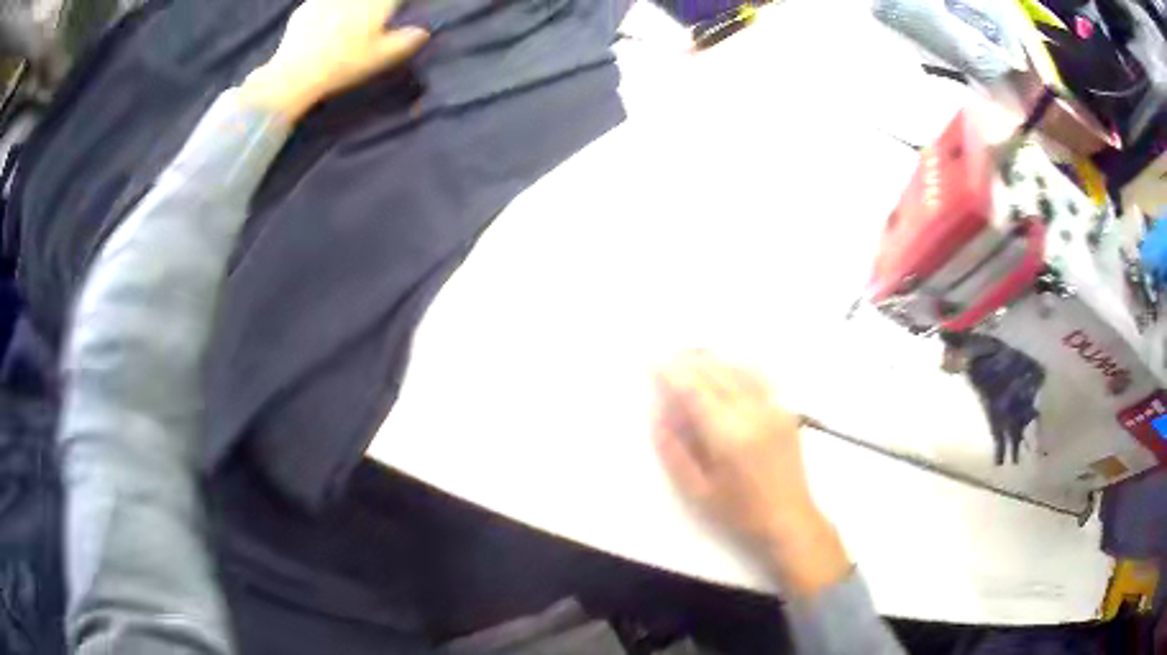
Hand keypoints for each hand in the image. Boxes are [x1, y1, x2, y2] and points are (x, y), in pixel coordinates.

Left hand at [239, 0, 428, 120]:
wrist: (296, 74)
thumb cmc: (344, 65)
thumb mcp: (382, 58)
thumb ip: (406, 41)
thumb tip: (423, 32)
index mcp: (377, 3)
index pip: (394, 0)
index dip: (396, 6)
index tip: (396, 11)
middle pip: (369, 1)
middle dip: (372, 7)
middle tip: (370, 22)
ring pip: (344, 2)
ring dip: (348, 8)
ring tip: (346, 25)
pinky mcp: (305, 8)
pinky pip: (321, 3)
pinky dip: (325, 11)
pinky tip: (323, 26)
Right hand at [652, 350, 849, 595]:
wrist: (789, 518)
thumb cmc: (740, 512)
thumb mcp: (698, 491)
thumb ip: (674, 452)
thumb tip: (657, 416)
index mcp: (728, 435)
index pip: (695, 391)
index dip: (672, 373)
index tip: (652, 362)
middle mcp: (753, 413)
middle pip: (716, 373)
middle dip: (689, 360)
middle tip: (666, 354)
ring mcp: (773, 408)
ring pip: (739, 369)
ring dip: (712, 360)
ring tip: (690, 354)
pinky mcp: (785, 410)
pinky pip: (759, 377)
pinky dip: (738, 366)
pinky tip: (727, 366)